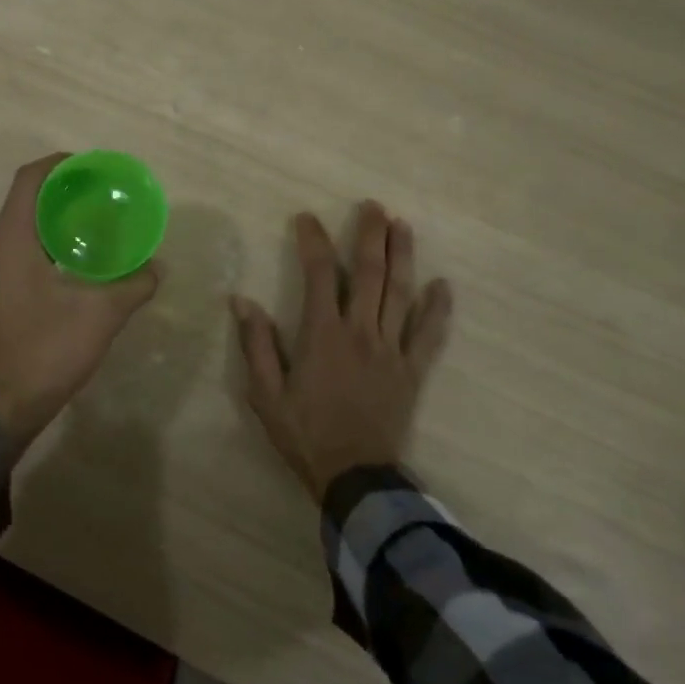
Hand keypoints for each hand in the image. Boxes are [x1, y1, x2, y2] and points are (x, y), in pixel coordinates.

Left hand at [0, 153, 159, 447]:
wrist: (5, 404)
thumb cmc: (47, 350)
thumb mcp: (101, 315)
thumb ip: (134, 285)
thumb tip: (158, 267)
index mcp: (10, 240)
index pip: (29, 180)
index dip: (59, 164)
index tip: (92, 167)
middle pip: (27, 201)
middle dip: (64, 192)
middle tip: (104, 195)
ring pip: (23, 227)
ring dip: (57, 220)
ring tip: (98, 223)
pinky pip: (21, 249)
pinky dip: (49, 243)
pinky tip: (80, 259)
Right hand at [230, 201, 451, 501]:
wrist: (354, 476)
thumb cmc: (304, 434)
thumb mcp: (265, 394)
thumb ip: (255, 345)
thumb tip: (241, 301)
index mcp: (323, 335)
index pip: (319, 275)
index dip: (313, 241)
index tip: (307, 218)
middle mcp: (361, 333)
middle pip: (371, 273)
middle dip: (371, 235)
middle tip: (373, 207)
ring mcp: (392, 350)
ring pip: (402, 294)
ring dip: (403, 257)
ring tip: (403, 227)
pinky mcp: (412, 371)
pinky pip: (430, 335)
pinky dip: (438, 309)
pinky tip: (443, 286)